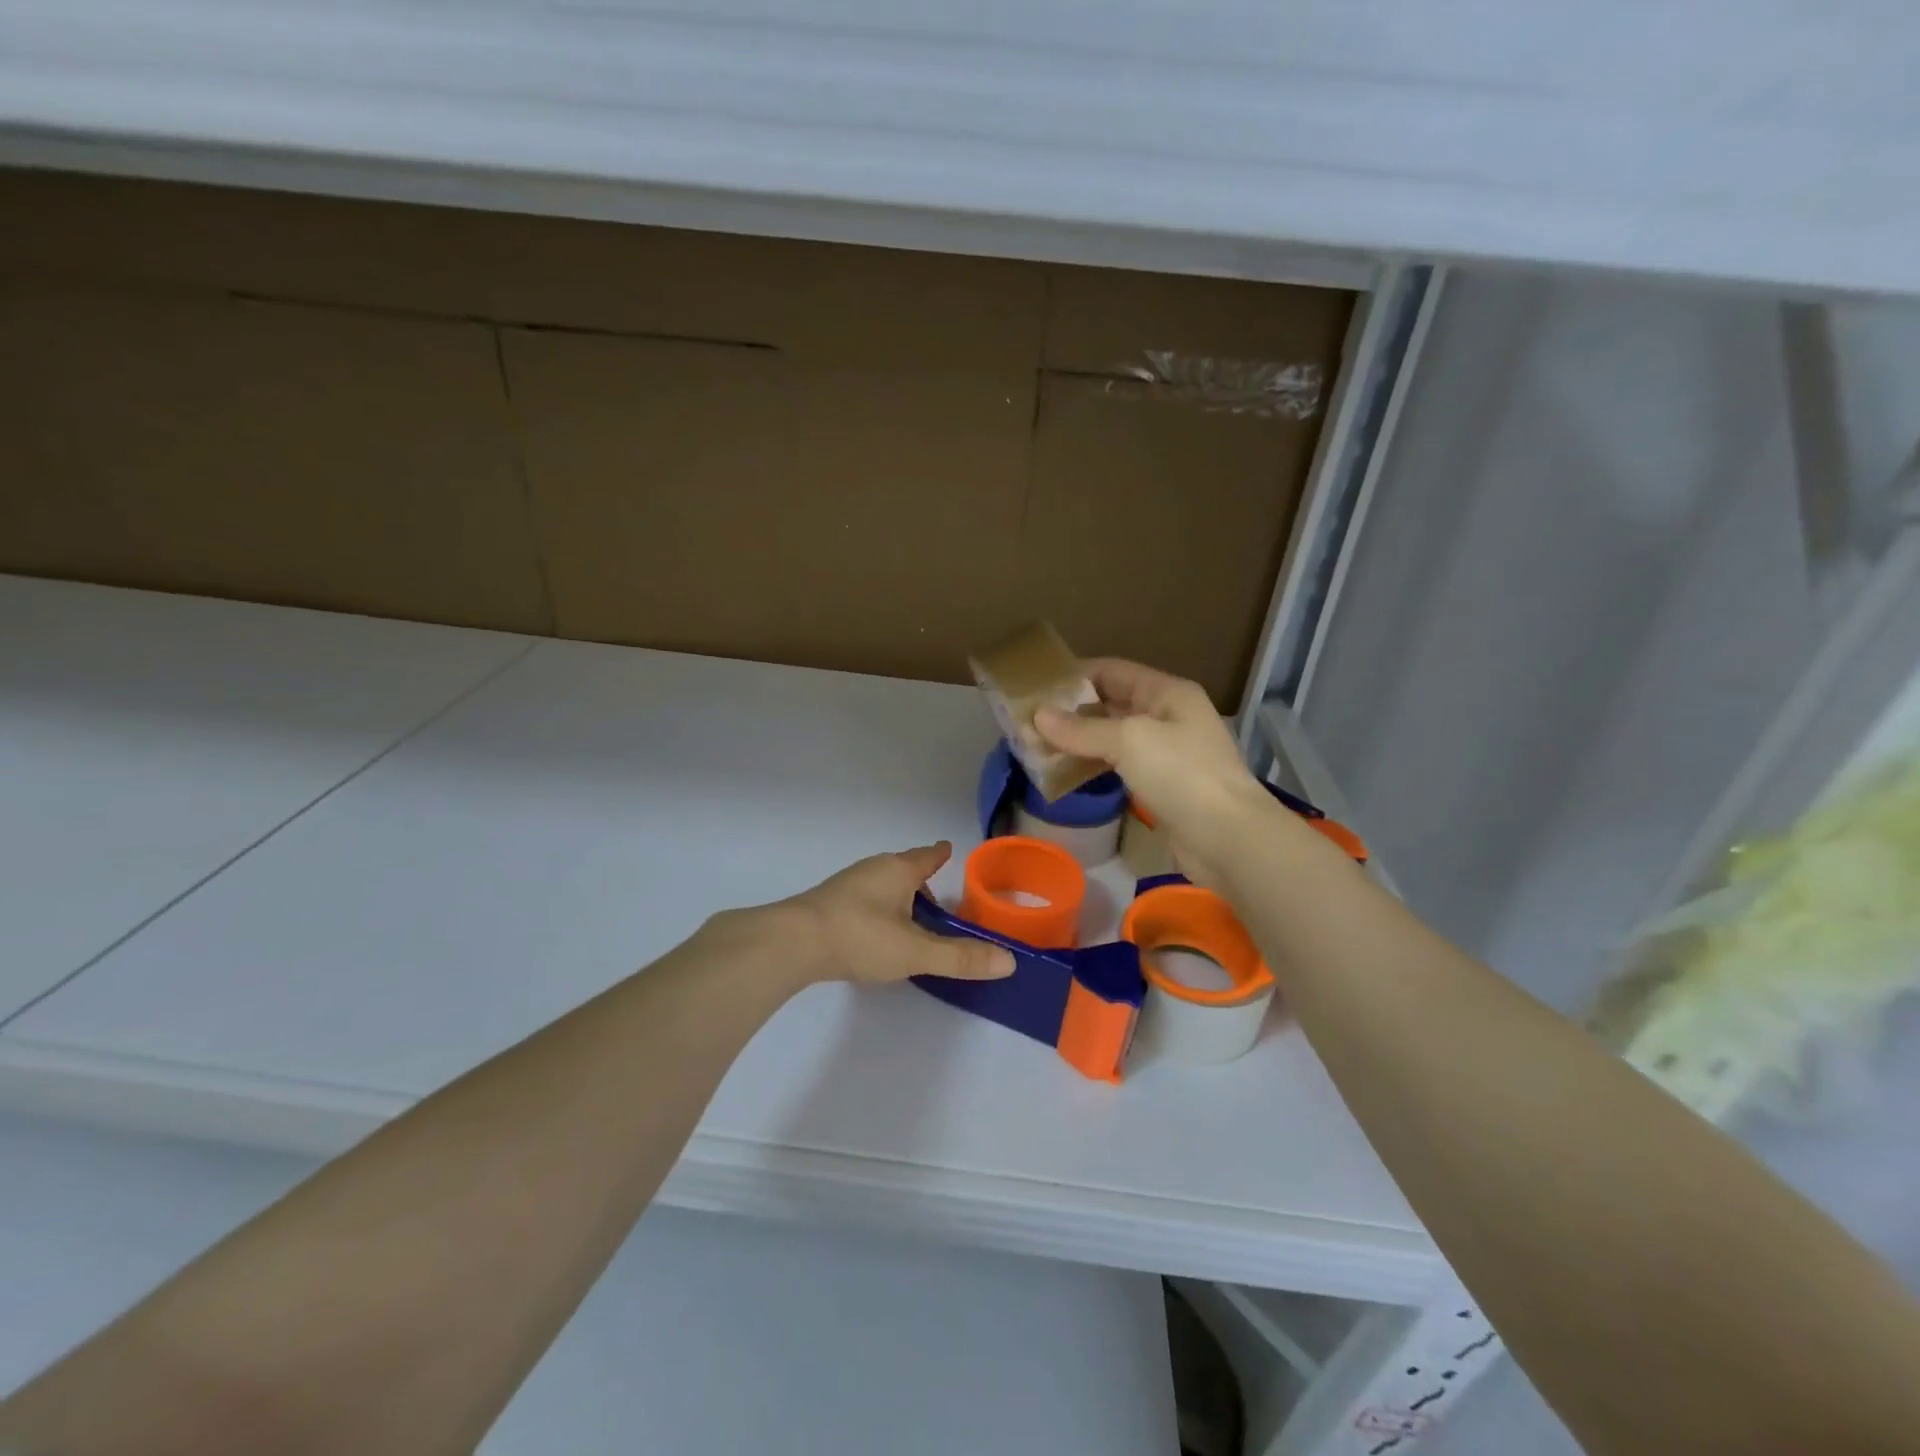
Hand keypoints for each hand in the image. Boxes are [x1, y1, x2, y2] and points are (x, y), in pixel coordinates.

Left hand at [777, 843, 1015, 985]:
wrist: (792, 943)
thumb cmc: (860, 937)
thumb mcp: (915, 952)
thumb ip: (960, 958)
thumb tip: (1009, 962)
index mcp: (898, 870)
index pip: (928, 856)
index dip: (940, 854)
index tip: (948, 849)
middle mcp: (873, 868)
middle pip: (904, 869)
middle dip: (920, 882)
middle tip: (936, 905)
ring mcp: (847, 884)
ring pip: (881, 884)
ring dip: (897, 898)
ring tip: (908, 924)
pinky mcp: (827, 903)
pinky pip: (862, 900)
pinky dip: (876, 910)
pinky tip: (873, 934)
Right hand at [1034, 659, 1274, 888]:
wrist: (1228, 839)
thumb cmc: (1182, 775)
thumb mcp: (1129, 740)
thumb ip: (1082, 729)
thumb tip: (1038, 716)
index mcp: (1167, 693)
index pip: (1113, 671)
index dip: (1075, 675)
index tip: (1036, 686)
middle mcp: (1168, 717)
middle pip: (1112, 704)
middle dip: (1072, 711)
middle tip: (1029, 720)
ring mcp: (1167, 754)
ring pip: (1113, 738)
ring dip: (1079, 741)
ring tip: (1037, 746)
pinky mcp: (1162, 787)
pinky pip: (1120, 767)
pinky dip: (1093, 766)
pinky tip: (1065, 773)